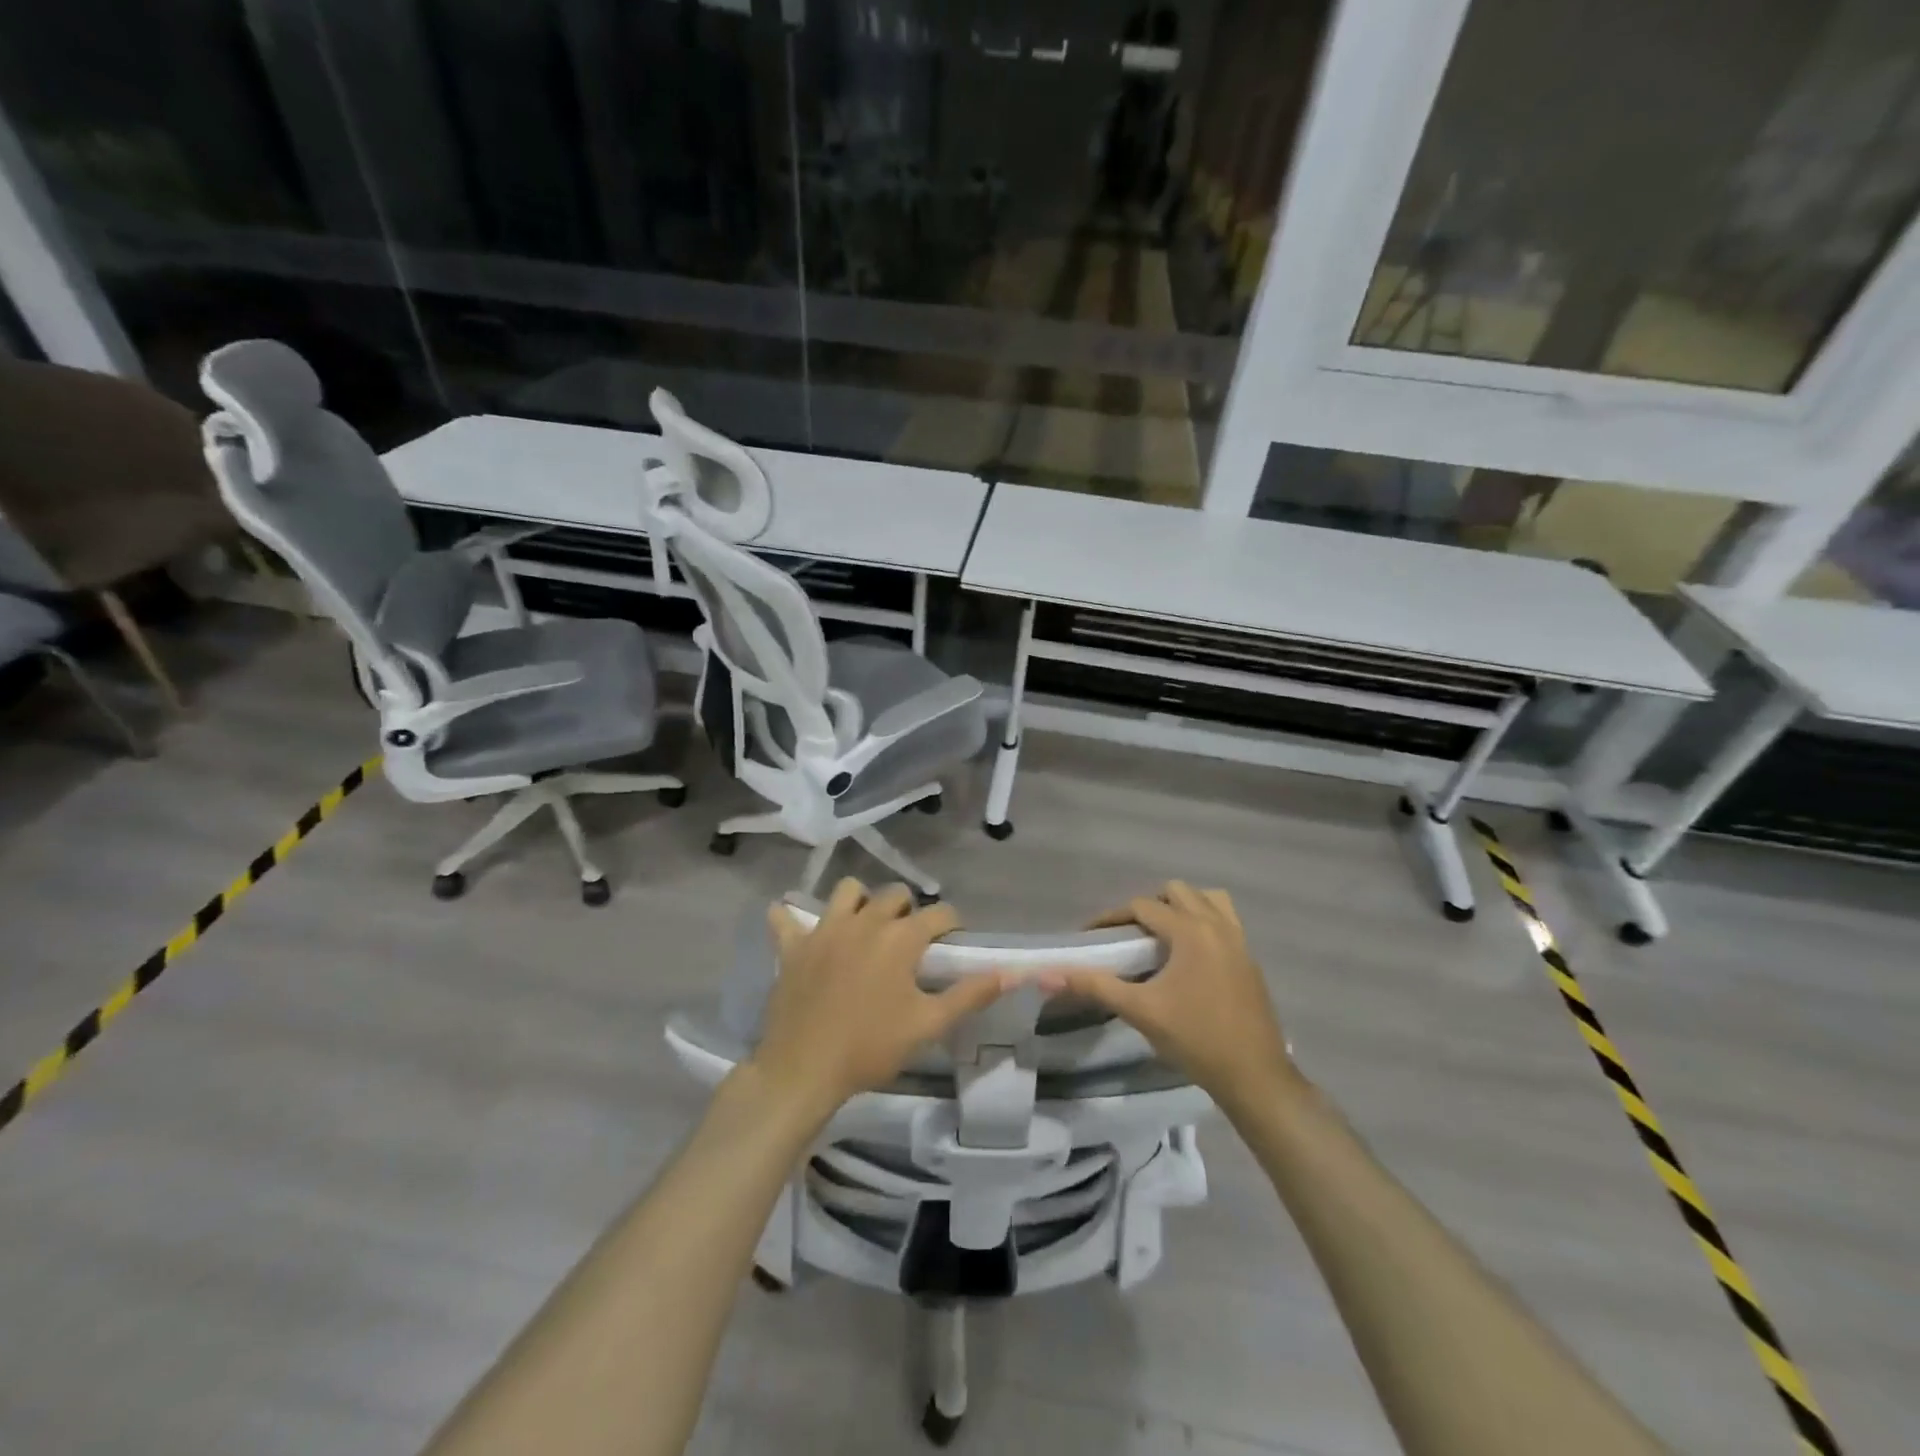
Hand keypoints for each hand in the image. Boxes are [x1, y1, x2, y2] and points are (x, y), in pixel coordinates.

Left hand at [750, 878, 1011, 1119]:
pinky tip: (800, 928)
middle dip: (909, 910)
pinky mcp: (793, 945)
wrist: (804, 1070)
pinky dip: (792, 918)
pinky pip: (786, 918)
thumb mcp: (928, 1024)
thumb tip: (1009, 973)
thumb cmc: (871, 1047)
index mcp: (900, 937)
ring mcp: (825, 929)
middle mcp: (864, 921)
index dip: (951, 925)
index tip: (952, 943)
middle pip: (895, 894)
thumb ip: (970, 995)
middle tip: (910, 942)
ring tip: (865, 928)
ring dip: (861, 902)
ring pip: (848, 891)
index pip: (939, 913)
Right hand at [1041, 881, 1302, 1116]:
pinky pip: (1225, 921)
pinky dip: (1204, 923)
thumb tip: (1046, 975)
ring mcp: (1239, 940)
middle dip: (1149, 906)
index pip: (1143, 906)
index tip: (1092, 935)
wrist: (1255, 1077)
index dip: (1112, 917)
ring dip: (1182, 907)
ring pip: (1208, 900)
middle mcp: (1217, 925)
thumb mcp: (1140, 1011)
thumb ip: (1094, 985)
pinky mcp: (1250, 959)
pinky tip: (1190, 958)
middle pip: (1178, 892)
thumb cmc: (1195, 1039)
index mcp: (1191, 930)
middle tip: (1129, 936)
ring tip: (1163, 937)